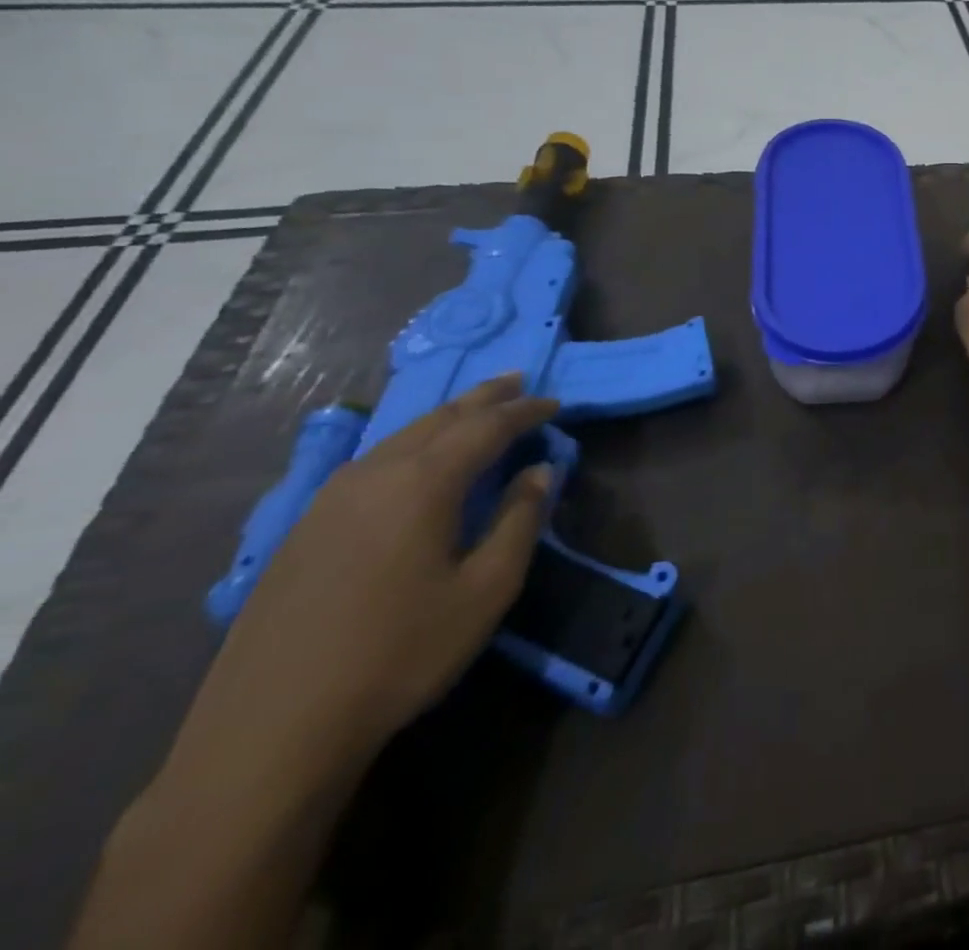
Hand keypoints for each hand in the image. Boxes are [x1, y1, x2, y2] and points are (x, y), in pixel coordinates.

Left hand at [176, 377, 558, 783]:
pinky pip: (371, 462)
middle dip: (484, 398)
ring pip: (400, 436)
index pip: (486, 427)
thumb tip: (540, 471)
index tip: (555, 402)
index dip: (525, 411)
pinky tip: (414, 460)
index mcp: (423, 483)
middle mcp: (375, 475)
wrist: (270, 731)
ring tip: (474, 411)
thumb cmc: (399, 654)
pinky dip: (409, 444)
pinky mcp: (304, 528)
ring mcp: (330, 500)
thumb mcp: (486, 590)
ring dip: (445, 417)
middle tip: (518, 381)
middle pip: (439, 418)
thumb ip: (520, 521)